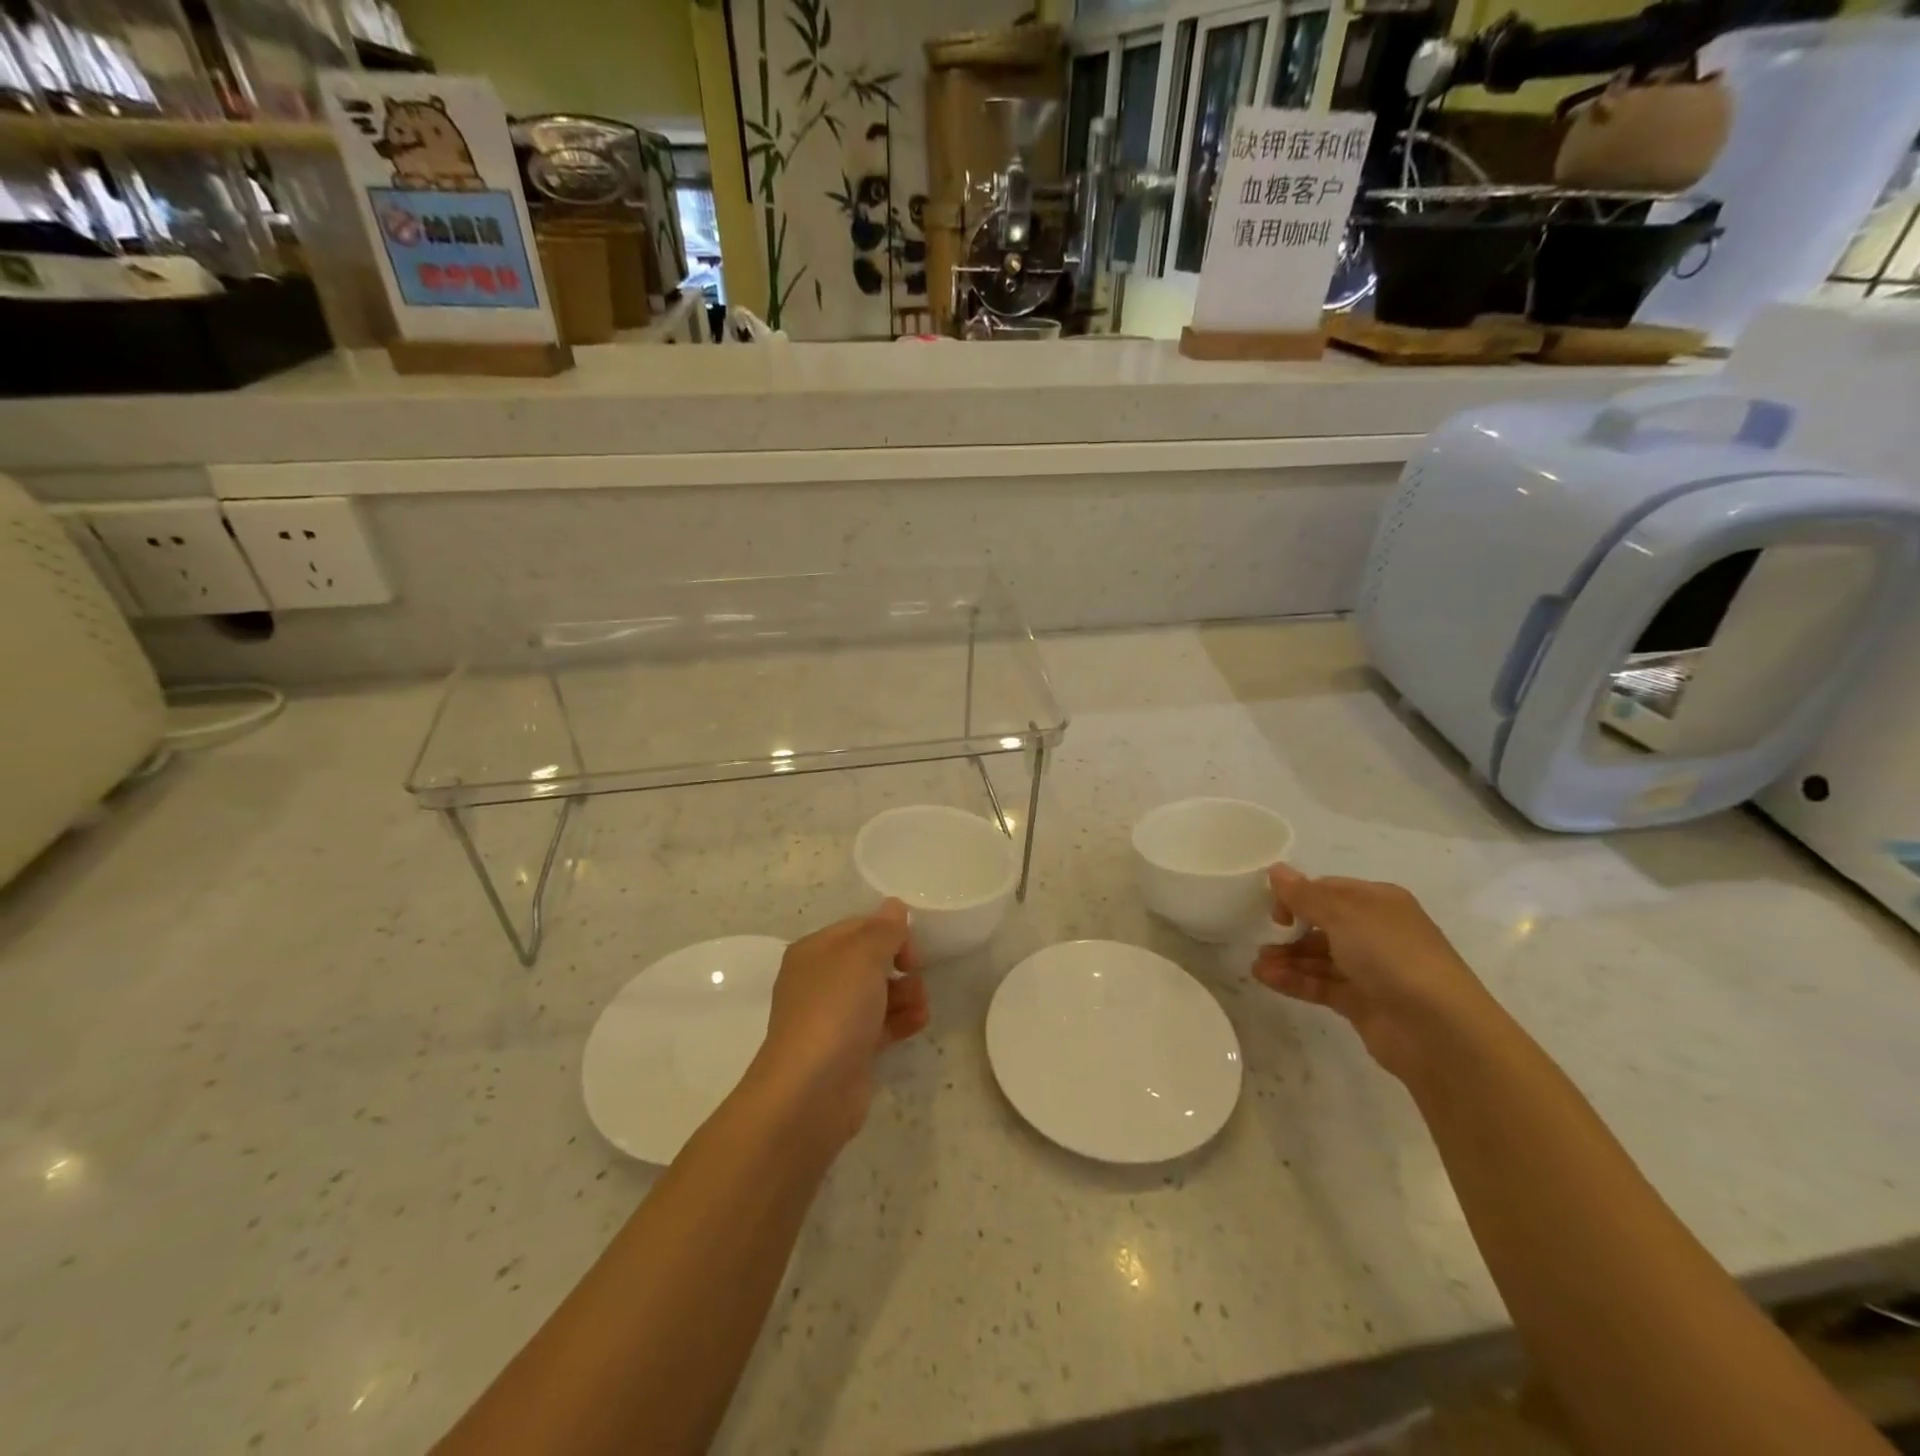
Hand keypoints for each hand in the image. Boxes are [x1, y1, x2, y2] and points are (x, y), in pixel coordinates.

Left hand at [756, 900, 929, 1144]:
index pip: (859, 927)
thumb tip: (894, 907)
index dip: (890, 932)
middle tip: (916, 976)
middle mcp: (819, 981)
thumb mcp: (862, 955)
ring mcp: (832, 1018)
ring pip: (878, 994)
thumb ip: (884, 929)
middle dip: (900, 966)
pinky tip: (919, 1022)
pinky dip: (901, 1020)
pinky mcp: (848, 1050)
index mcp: (815, 951)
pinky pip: (880, 1025)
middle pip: (870, 961)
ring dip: (906, 994)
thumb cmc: (835, 1009)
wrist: (811, 1090)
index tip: (912, 950)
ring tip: (921, 1007)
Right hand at [1254, 865, 1497, 1082]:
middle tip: (1262, 936)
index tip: (1274, 908)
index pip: (1329, 890)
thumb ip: (1305, 895)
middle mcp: (1375, 932)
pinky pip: (1321, 984)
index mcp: (1379, 903)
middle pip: (1322, 924)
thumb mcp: (1344, 915)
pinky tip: (1267, 978)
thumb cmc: (1393, 956)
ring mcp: (1370, 969)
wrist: (1440, 1031)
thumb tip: (1275, 870)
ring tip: (1257, 965)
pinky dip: (1295, 980)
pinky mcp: (1362, 1002)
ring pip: (1319, 957)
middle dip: (1290, 930)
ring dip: (1288, 958)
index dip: (1298, 895)